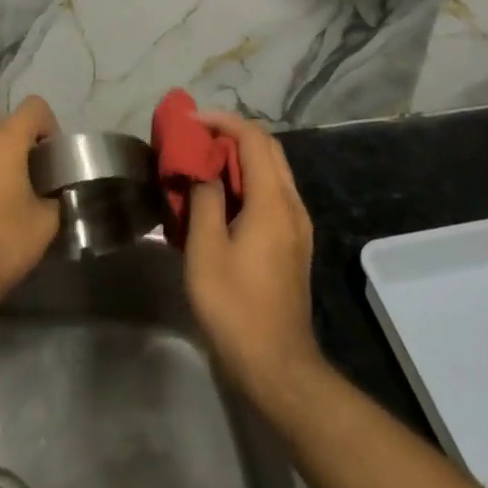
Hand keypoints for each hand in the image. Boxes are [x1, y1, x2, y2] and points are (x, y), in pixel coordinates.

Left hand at [0, 96, 60, 306]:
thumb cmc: (2, 245)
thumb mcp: (46, 223)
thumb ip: (54, 194)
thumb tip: (52, 189)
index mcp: (3, 141)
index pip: (34, 107)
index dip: (48, 126)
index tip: (48, 156)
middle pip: (4, 128)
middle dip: (17, 147)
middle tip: (23, 181)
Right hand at [184, 110, 321, 402]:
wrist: (277, 365)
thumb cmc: (235, 306)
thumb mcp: (206, 250)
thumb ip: (204, 199)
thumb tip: (203, 168)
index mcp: (272, 201)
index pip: (253, 139)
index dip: (222, 121)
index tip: (190, 121)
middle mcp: (292, 204)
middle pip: (268, 148)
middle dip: (232, 133)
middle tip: (196, 137)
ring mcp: (297, 224)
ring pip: (272, 170)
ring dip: (240, 156)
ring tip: (203, 161)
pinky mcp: (293, 242)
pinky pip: (272, 193)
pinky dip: (247, 180)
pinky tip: (221, 196)